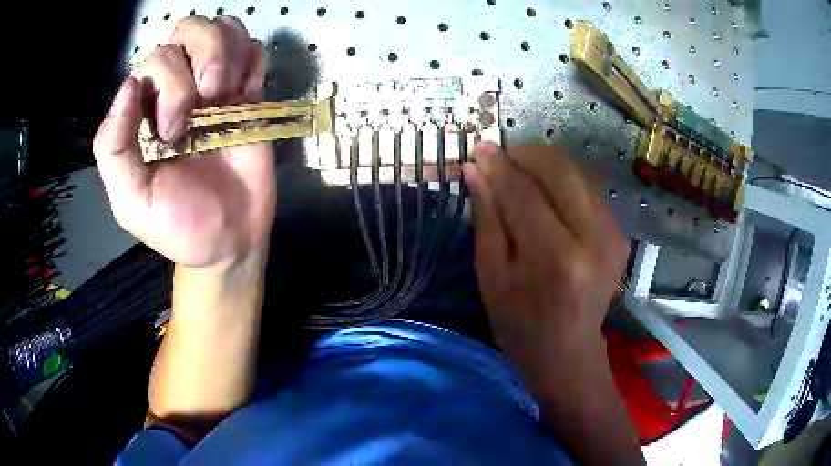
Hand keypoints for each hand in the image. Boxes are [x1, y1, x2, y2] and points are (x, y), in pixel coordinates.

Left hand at [94, 15, 274, 266]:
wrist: (230, 242)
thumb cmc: (177, 225)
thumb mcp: (130, 199)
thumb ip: (114, 148)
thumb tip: (129, 85)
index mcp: (146, 110)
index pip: (156, 59)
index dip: (168, 82)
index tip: (175, 132)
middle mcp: (179, 88)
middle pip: (191, 29)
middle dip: (202, 58)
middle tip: (205, 105)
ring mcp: (215, 88)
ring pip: (224, 28)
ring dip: (227, 54)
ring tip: (229, 96)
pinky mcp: (249, 95)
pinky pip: (252, 50)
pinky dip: (251, 60)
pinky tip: (247, 91)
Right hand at [462, 142, 626, 390]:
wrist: (567, 351)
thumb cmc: (519, 323)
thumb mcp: (492, 276)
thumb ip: (487, 218)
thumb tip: (475, 168)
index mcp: (556, 259)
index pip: (525, 191)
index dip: (499, 165)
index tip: (479, 148)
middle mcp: (593, 239)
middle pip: (560, 169)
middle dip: (526, 154)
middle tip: (500, 158)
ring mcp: (612, 234)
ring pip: (577, 173)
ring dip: (544, 163)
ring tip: (518, 173)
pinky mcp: (619, 233)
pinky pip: (588, 188)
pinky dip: (562, 180)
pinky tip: (544, 192)